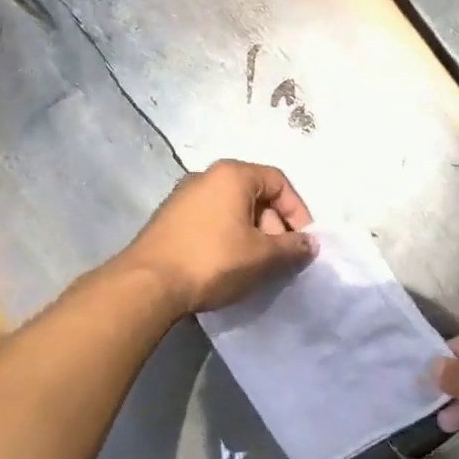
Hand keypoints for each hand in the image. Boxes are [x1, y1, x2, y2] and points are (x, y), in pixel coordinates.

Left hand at [120, 160, 316, 314]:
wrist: (148, 283)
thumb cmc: (214, 261)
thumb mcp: (262, 256)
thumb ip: (292, 248)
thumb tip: (310, 244)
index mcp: (232, 175)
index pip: (278, 182)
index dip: (298, 211)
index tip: (302, 242)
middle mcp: (206, 177)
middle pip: (255, 195)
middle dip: (274, 226)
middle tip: (280, 257)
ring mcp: (183, 198)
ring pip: (232, 210)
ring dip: (252, 235)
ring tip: (256, 267)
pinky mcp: (169, 220)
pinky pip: (211, 222)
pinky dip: (228, 239)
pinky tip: (228, 267)